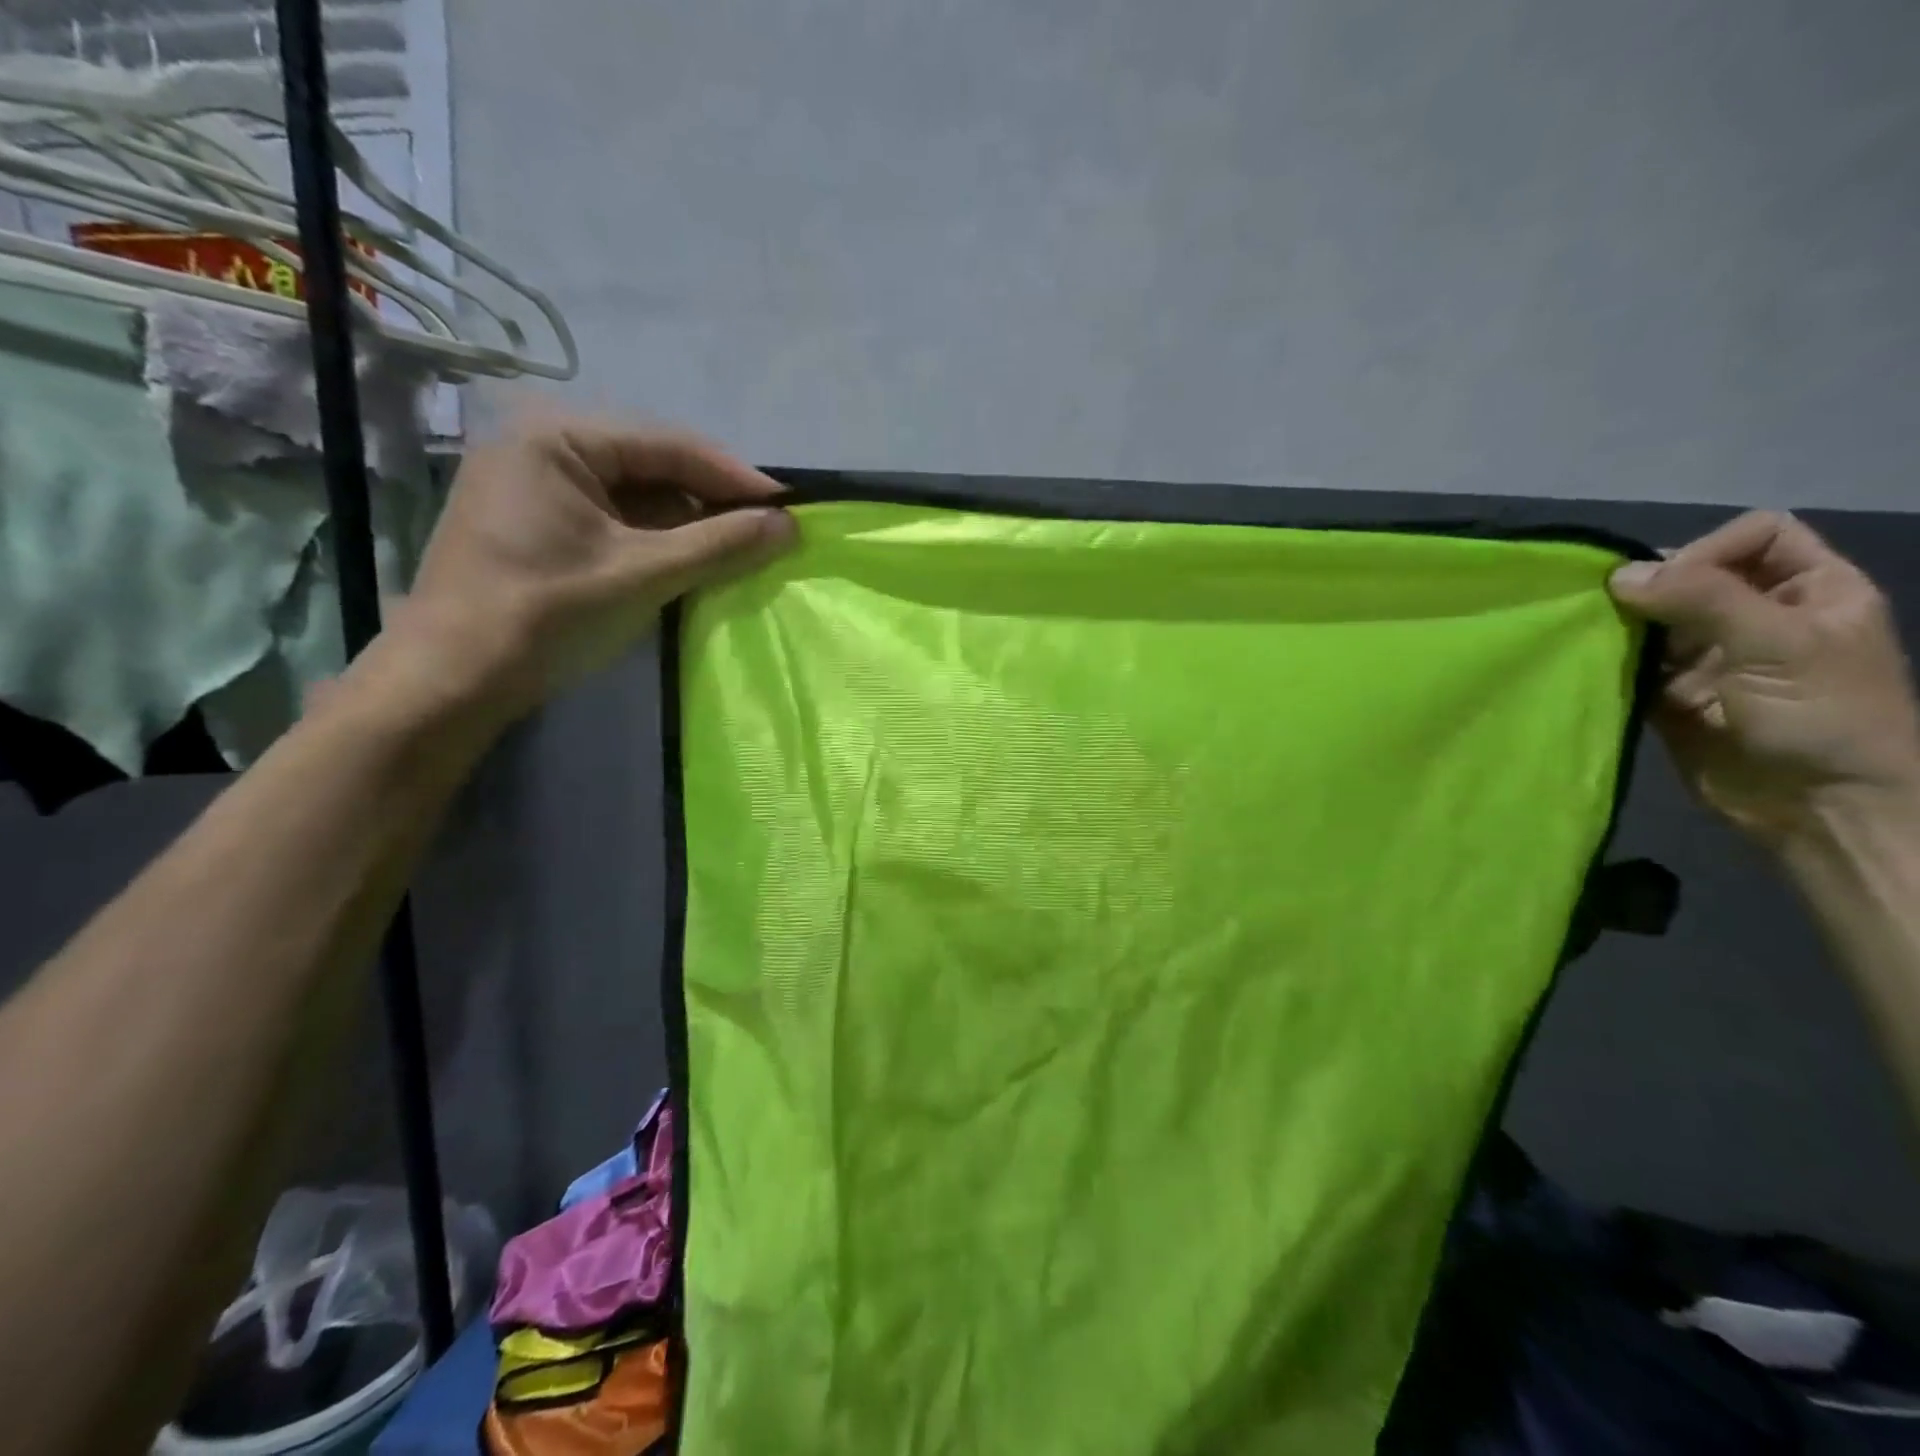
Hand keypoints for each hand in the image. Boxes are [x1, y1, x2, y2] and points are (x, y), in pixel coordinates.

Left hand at [375, 413, 793, 725]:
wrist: (454, 679)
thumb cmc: (547, 615)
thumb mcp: (644, 574)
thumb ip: (719, 544)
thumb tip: (789, 525)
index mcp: (558, 438)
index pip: (670, 445)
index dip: (735, 478)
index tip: (789, 508)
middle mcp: (544, 447)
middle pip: (653, 467)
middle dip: (711, 503)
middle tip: (767, 534)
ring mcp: (536, 486)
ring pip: (636, 496)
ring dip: (687, 526)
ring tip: (738, 553)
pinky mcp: (538, 524)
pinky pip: (614, 520)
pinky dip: (655, 542)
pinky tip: (691, 565)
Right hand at [1608, 511, 1919, 845]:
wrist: (1816, 806)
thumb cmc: (1823, 717)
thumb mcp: (1778, 645)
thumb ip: (1702, 599)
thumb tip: (1619, 573)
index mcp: (1811, 590)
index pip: (1755, 535)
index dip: (1711, 549)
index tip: (1673, 584)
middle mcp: (1758, 615)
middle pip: (1694, 573)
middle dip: (1652, 586)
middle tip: (1614, 608)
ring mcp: (1712, 656)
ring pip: (1655, 618)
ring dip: (1623, 624)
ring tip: (1592, 633)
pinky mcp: (1671, 692)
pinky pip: (1632, 662)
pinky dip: (1609, 659)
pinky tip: (1590, 662)